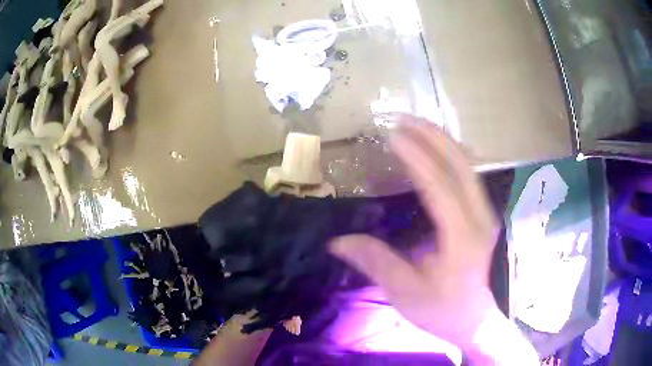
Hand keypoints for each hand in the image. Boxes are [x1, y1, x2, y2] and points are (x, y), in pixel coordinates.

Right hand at [329, 118, 499, 350]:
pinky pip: (469, 174)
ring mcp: (485, 214)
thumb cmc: (442, 310)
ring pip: (468, 165)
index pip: (439, 186)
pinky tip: (436, 147)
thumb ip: (375, 262)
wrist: (474, 320)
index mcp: (462, 237)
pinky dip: (451, 154)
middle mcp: (479, 218)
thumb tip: (337, 241)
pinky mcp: (483, 215)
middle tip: (402, 119)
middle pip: (460, 165)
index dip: (416, 157)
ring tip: (416, 125)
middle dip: (432, 136)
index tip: (393, 135)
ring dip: (443, 140)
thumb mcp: (405, 293)